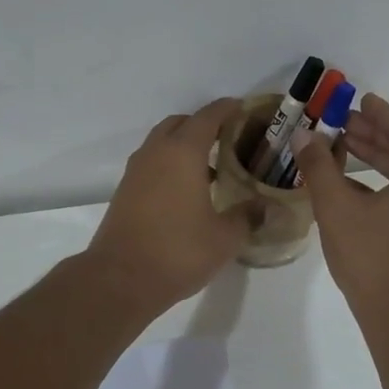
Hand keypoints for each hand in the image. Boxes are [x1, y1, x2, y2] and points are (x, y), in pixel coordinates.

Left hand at [86, 99, 255, 312]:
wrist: (120, 279)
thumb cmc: (178, 252)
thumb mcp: (225, 238)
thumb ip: (248, 216)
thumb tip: (268, 207)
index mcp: (183, 152)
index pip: (208, 116)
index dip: (228, 109)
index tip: (245, 110)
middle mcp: (156, 152)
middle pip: (181, 123)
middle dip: (204, 125)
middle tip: (229, 140)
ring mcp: (136, 171)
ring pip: (162, 143)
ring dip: (184, 146)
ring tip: (211, 169)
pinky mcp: (124, 191)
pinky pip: (151, 163)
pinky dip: (169, 164)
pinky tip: (187, 192)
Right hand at [290, 94, 388, 325]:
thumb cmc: (372, 256)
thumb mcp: (337, 207)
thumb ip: (319, 166)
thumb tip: (303, 135)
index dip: (377, 113)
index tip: (357, 99)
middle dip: (373, 134)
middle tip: (341, 122)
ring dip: (377, 157)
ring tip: (343, 145)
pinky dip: (384, 181)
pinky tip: (352, 182)